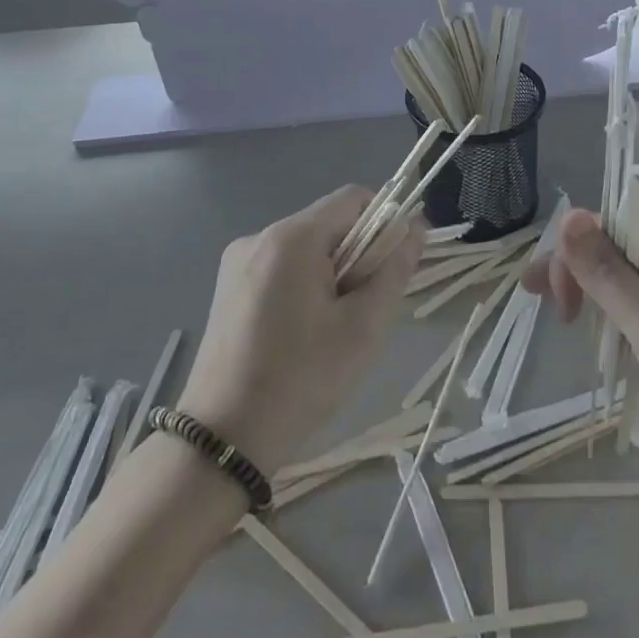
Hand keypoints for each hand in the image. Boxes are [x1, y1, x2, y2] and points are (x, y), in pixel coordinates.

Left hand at [177, 186, 421, 475]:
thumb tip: (415, 229)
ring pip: (305, 247)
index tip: (397, 263)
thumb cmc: (302, 379)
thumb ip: (394, 270)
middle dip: (358, 253)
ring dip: (332, 271)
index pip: (353, 198)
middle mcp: (260, 236)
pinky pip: (280, 266)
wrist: (223, 439)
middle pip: (328, 223)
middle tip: (366, 307)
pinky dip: (303, 283)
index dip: (386, 220)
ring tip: (333, 326)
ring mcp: (238, 261)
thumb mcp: (363, 328)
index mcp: (292, 238)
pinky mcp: (227, 287)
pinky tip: (302, 331)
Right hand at [524, 210, 638, 483]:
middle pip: (611, 254)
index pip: (599, 233)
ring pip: (627, 283)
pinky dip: (625, 323)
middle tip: (558, 322)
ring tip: (579, 334)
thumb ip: (605, 273)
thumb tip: (570, 215)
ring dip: (600, 304)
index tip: (553, 308)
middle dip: (579, 281)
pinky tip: (616, 344)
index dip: (568, 262)